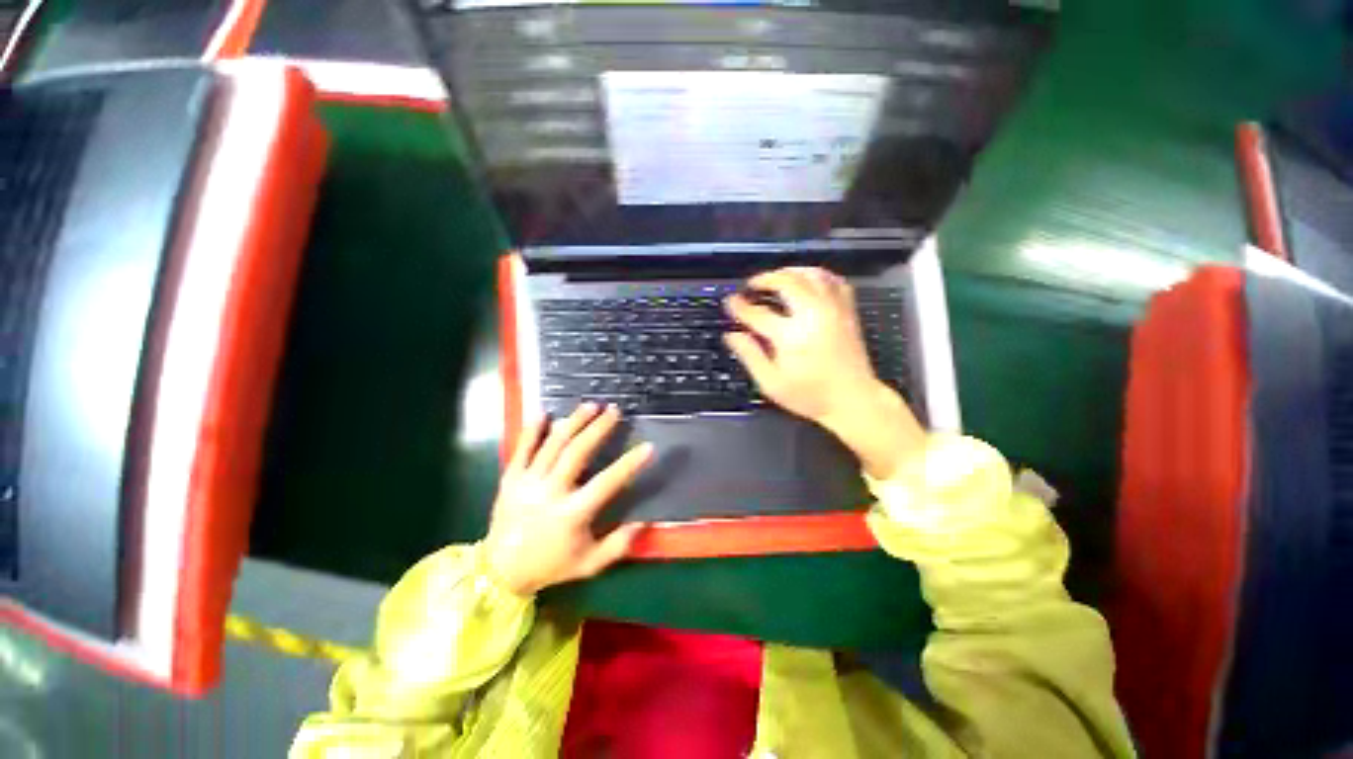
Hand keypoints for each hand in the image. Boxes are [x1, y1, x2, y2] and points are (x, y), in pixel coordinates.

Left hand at [484, 403, 652, 595]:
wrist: (500, 571)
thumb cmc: (550, 565)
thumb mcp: (589, 564)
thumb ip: (618, 545)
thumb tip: (644, 523)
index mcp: (572, 514)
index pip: (607, 483)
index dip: (629, 464)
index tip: (648, 446)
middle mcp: (550, 493)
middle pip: (577, 453)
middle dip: (598, 429)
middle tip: (614, 411)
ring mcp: (527, 483)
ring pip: (552, 445)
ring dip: (573, 422)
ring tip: (590, 405)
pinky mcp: (510, 479)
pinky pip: (522, 449)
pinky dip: (533, 430)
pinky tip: (544, 412)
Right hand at [724, 267, 925, 478]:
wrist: (853, 400)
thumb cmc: (810, 395)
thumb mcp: (771, 383)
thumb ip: (750, 355)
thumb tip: (731, 335)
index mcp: (791, 336)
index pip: (758, 313)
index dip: (740, 306)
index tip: (730, 302)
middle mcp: (813, 315)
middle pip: (787, 282)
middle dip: (765, 278)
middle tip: (751, 285)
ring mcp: (833, 310)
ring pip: (811, 274)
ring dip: (789, 271)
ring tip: (775, 278)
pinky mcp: (847, 311)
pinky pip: (834, 280)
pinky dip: (817, 275)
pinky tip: (807, 280)